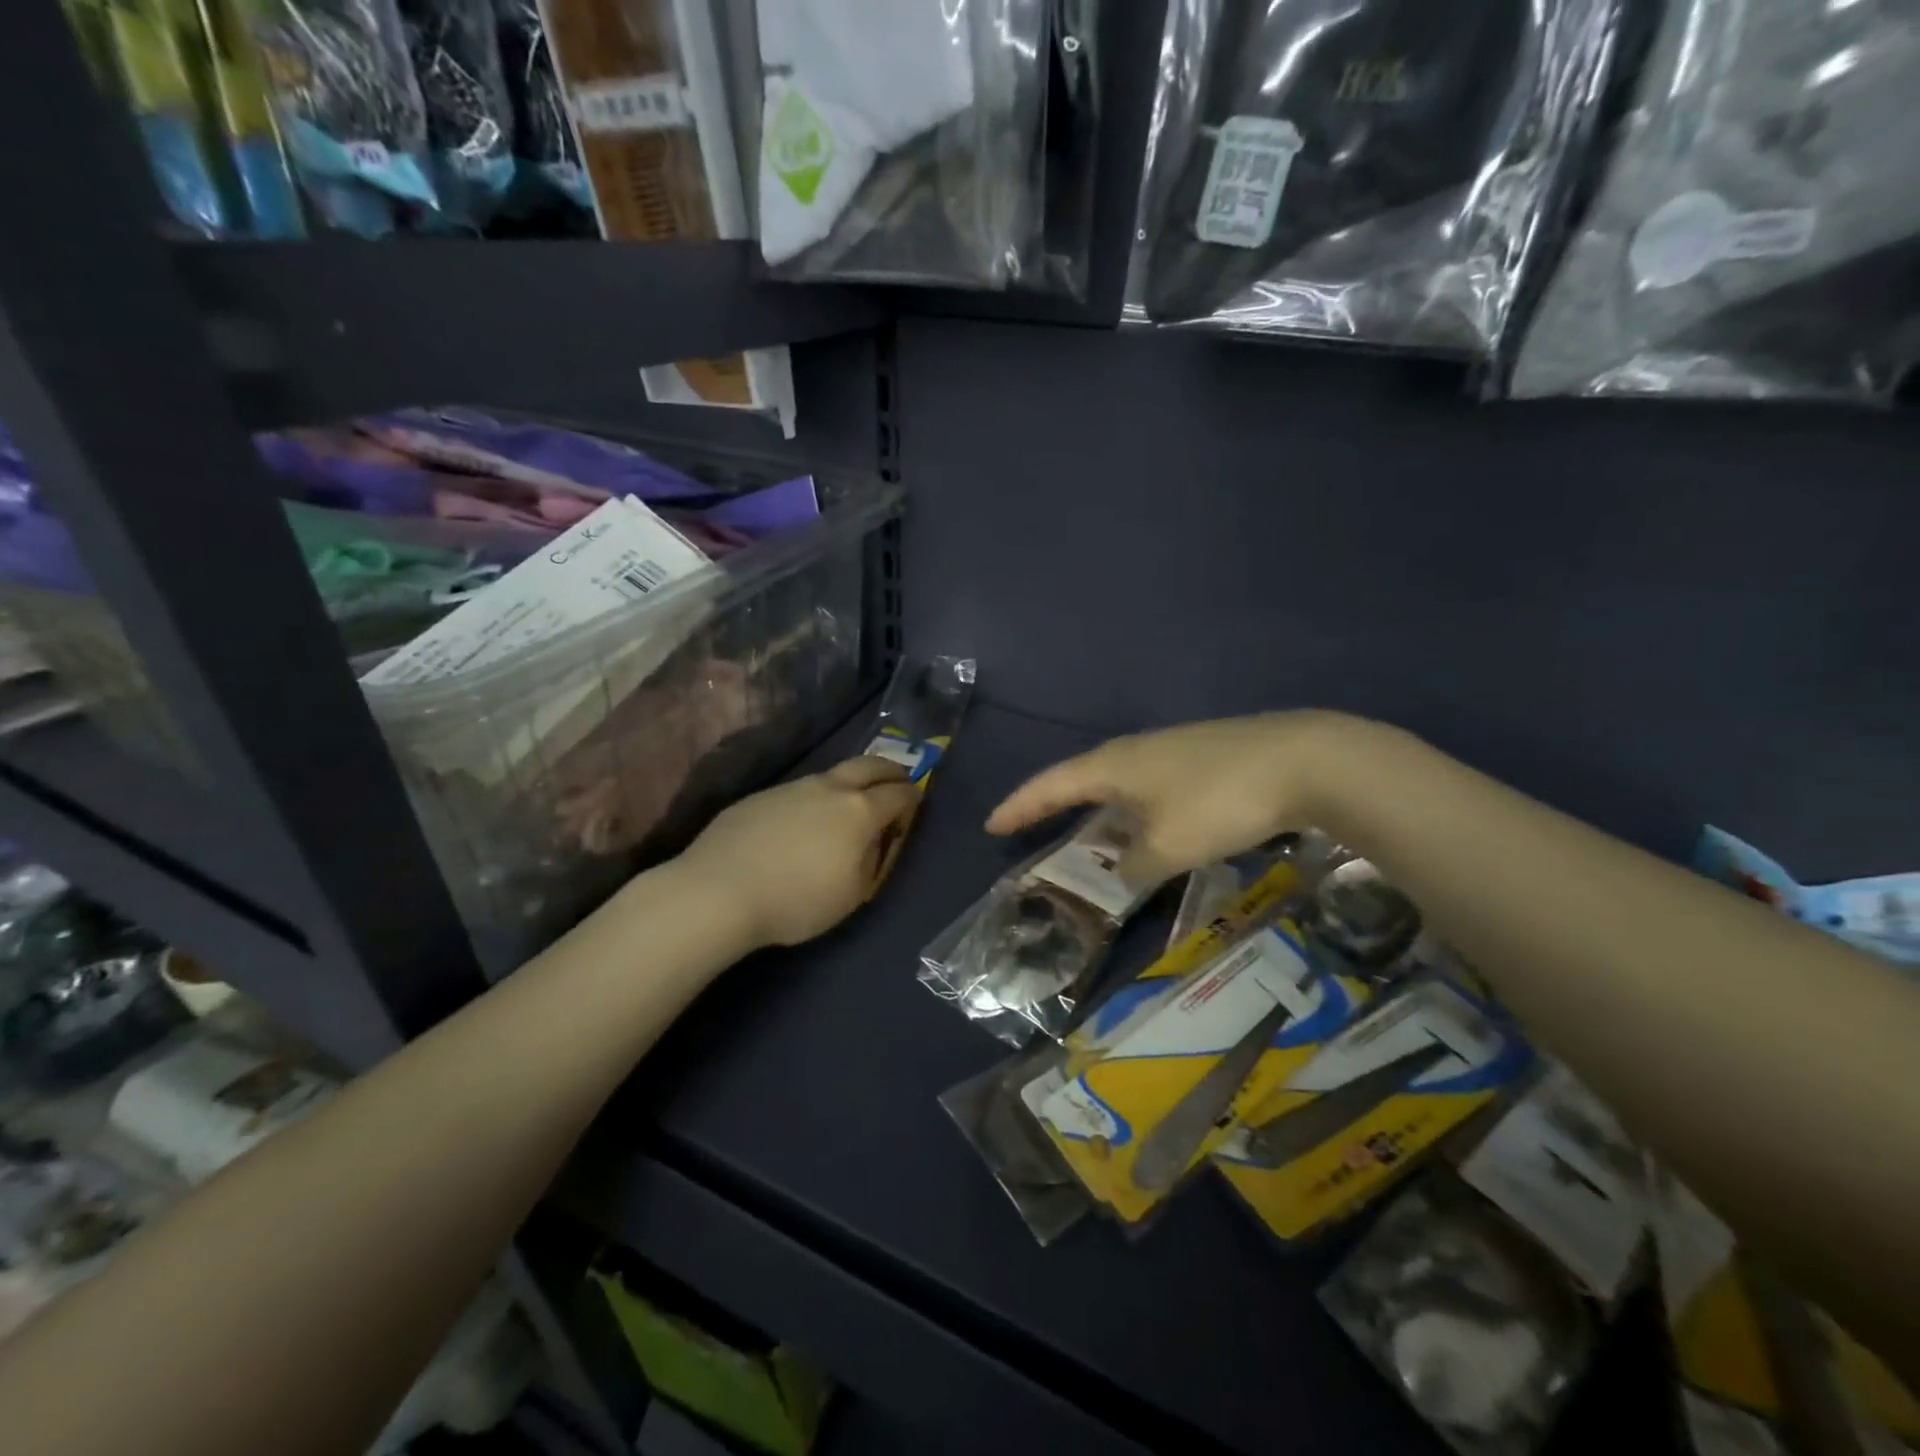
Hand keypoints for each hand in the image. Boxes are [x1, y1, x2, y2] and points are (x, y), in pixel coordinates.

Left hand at [680, 757, 918, 947]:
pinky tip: (804, 821)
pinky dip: (816, 797)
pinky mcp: (760, 797)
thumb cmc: (796, 900)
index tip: (917, 801)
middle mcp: (829, 788)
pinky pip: (799, 790)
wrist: (718, 891)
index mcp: (859, 811)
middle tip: (898, 778)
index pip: (897, 794)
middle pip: (869, 765)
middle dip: (890, 769)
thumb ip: (871, 862)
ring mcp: (792, 788)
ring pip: (831, 775)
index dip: (912, 797)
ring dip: (850, 781)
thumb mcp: (851, 895)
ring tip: (852, 800)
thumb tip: (873, 842)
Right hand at [986, 711, 1369, 882]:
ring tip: (1089, 837)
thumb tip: (1124, 871)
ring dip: (1099, 811)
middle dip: (1053, 805)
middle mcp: (1134, 750)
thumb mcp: (1168, 846)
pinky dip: (1135, 809)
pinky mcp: (1203, 755)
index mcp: (1113, 765)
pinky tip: (1150, 826)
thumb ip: (1135, 866)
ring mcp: (1170, 749)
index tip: (992, 824)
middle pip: (1081, 778)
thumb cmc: (1219, 801)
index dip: (1020, 807)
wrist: (1304, 759)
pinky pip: (1150, 785)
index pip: (1050, 785)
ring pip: (1119, 782)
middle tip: (1030, 827)